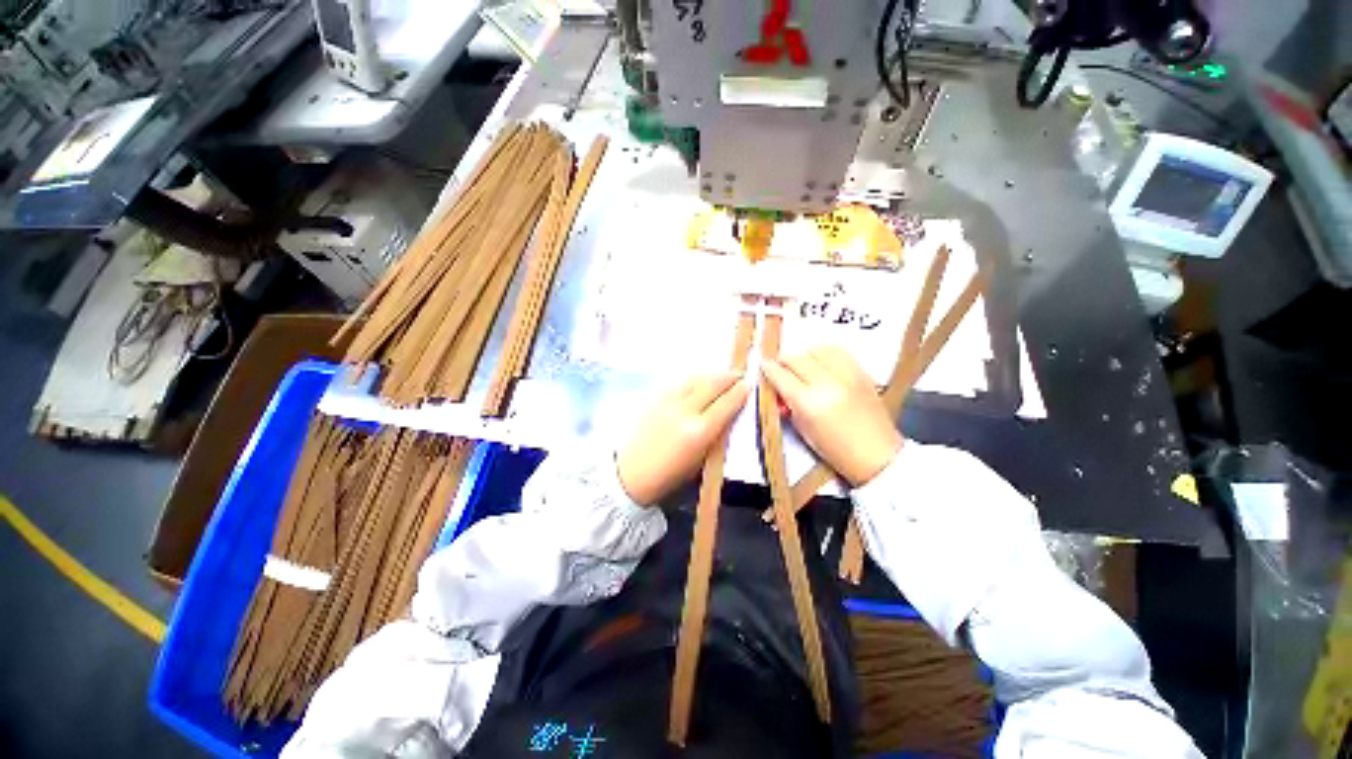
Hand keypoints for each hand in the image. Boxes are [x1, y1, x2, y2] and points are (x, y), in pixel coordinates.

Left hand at [617, 374, 749, 504]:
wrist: (630, 473)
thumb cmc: (670, 476)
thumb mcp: (702, 460)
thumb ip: (717, 434)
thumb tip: (729, 414)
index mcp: (700, 431)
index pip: (727, 402)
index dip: (741, 391)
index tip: (749, 385)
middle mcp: (685, 410)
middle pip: (713, 384)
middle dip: (729, 377)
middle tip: (740, 375)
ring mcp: (667, 400)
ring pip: (695, 378)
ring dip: (712, 375)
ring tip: (721, 377)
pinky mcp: (654, 397)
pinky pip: (679, 381)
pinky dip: (693, 379)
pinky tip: (698, 382)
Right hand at [761, 346, 902, 486]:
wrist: (877, 455)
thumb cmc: (835, 450)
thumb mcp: (803, 429)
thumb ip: (788, 403)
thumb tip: (778, 385)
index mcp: (809, 403)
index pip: (780, 375)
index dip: (768, 368)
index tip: (763, 365)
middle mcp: (827, 383)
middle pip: (796, 358)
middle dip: (783, 360)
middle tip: (779, 367)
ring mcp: (847, 375)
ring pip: (815, 349)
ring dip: (803, 354)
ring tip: (801, 365)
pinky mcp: (862, 372)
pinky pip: (838, 351)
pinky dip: (824, 353)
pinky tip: (820, 362)